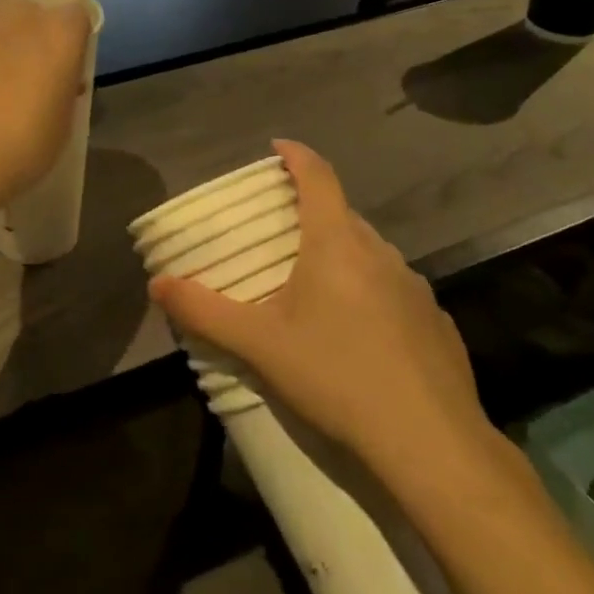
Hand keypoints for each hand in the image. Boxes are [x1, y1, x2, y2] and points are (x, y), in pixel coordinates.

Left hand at [0, 0, 90, 216]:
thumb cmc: (22, 147)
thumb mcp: (63, 123)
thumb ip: (64, 88)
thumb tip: (59, 80)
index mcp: (61, 33)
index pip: (78, 17)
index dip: (73, 41)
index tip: (66, 68)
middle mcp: (22, 14)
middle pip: (36, 12)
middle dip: (36, 35)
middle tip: (29, 72)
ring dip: (1, 36)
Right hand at [148, 140, 506, 497]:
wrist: (432, 444)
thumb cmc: (337, 376)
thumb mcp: (259, 345)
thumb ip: (204, 311)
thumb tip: (157, 284)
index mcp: (337, 243)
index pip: (318, 176)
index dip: (296, 156)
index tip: (276, 149)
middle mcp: (380, 253)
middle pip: (342, 214)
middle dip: (310, 212)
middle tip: (278, 232)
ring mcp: (415, 287)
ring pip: (370, 253)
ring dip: (340, 254)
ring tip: (313, 285)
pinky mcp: (437, 322)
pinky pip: (394, 289)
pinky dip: (369, 292)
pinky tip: (358, 334)